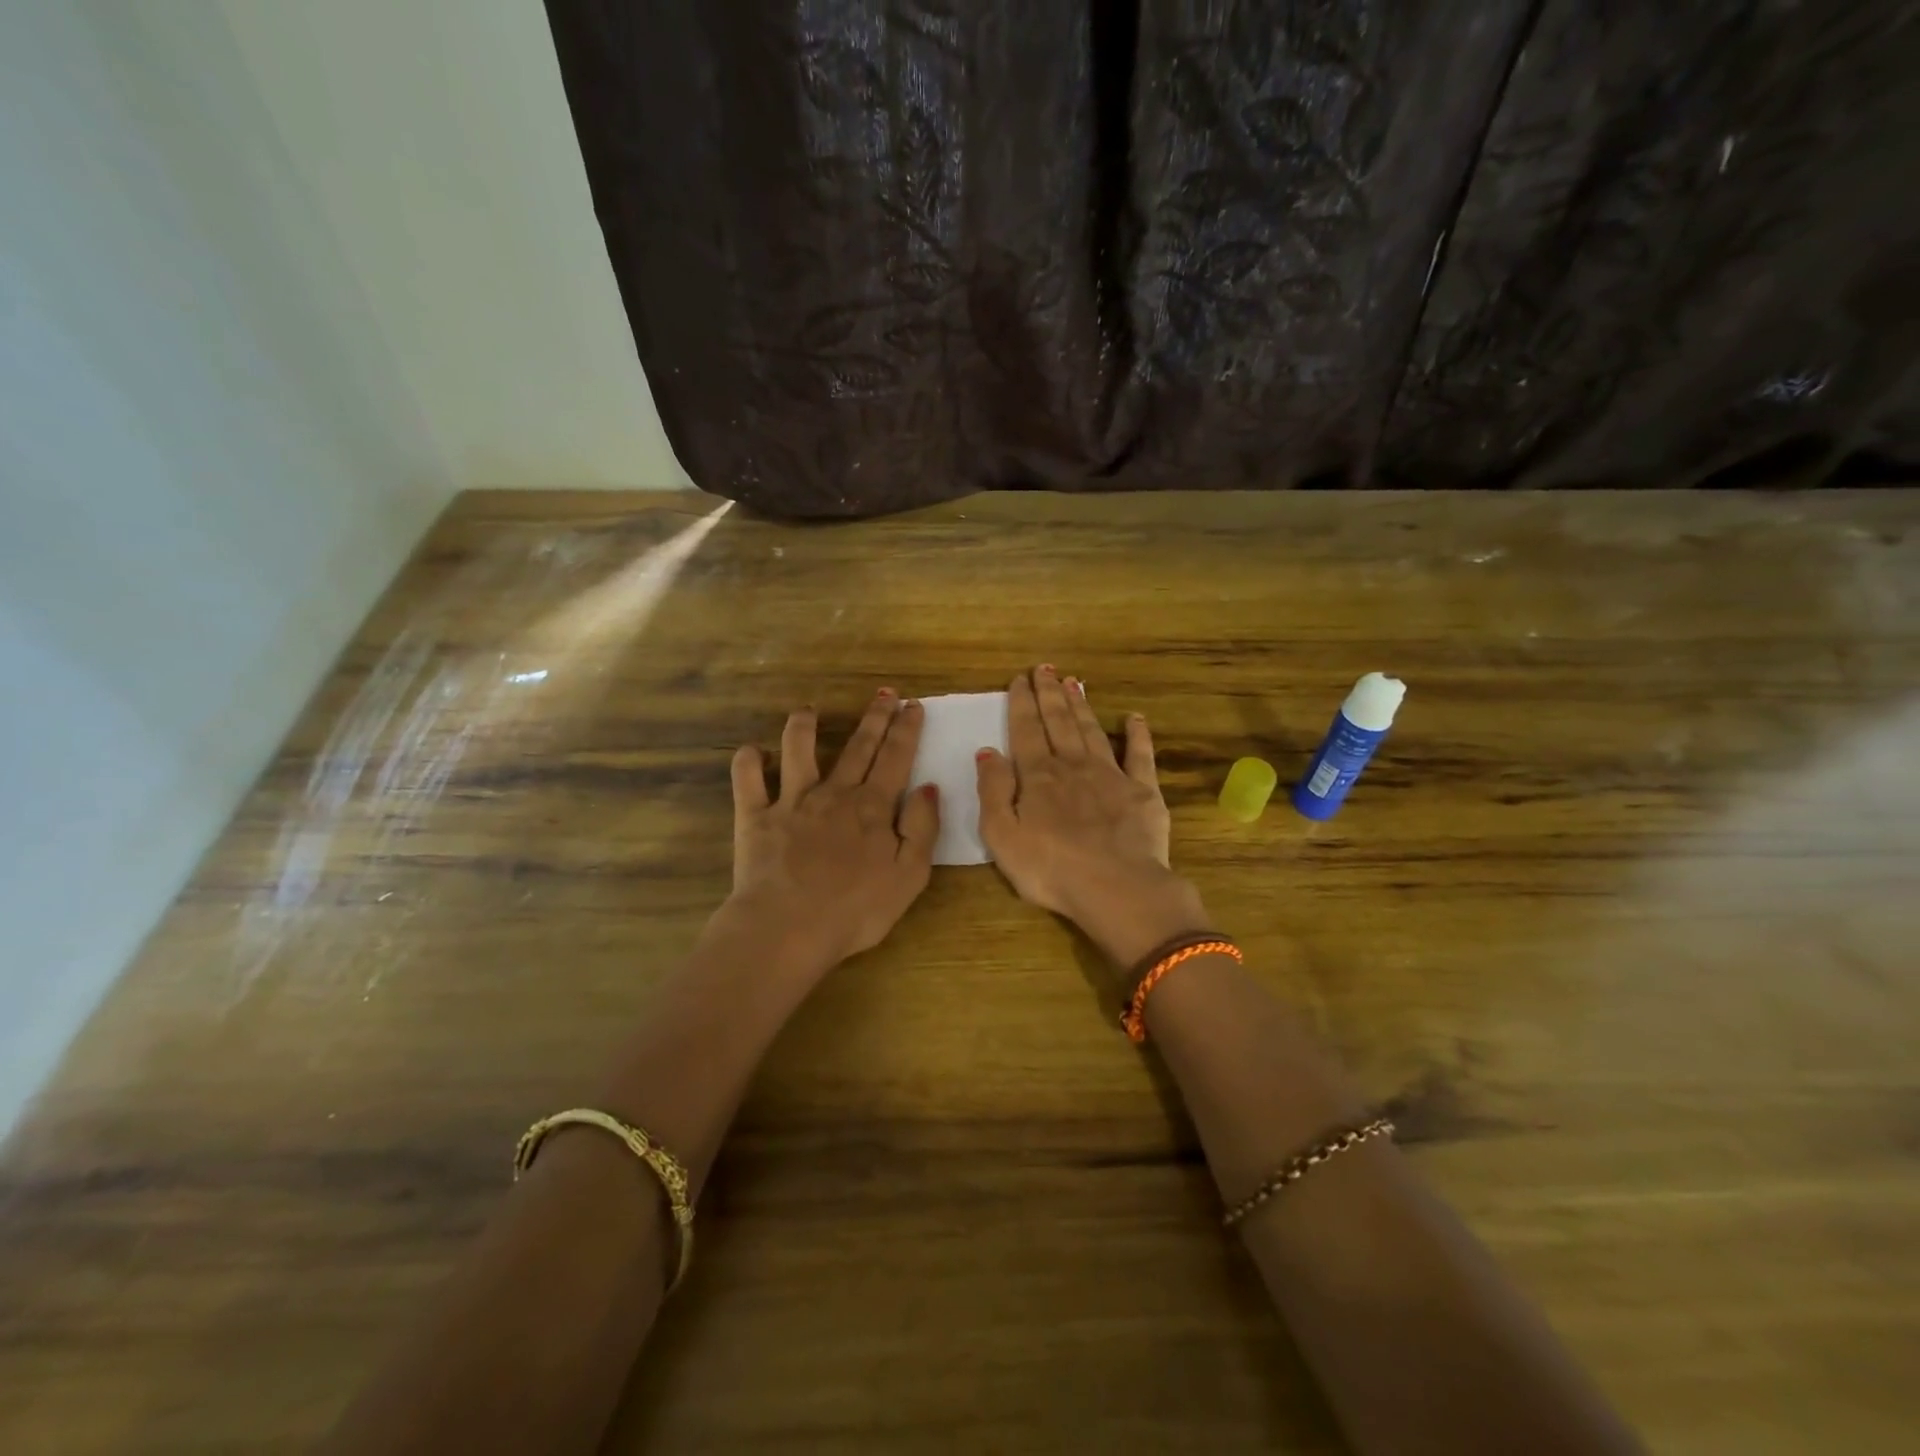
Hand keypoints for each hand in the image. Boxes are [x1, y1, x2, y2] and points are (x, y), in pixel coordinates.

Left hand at [723, 689, 939, 975]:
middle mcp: (834, 794)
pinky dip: (747, 761)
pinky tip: (751, 751)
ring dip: (803, 726)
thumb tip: (927, 788)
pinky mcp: (755, 817)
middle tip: (884, 693)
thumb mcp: (909, 875)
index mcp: (872, 808)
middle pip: (858, 747)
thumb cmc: (856, 909)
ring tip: (808, 710)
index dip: (906, 730)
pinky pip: (747, 780)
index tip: (913, 705)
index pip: (896, 758)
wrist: (788, 927)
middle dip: (874, 718)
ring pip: (797, 751)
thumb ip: (922, 828)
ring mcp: (791, 802)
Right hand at [976, 666, 1211, 966]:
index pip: (1026, 731)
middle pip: (1059, 722)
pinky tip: (1135, 718)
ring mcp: (1111, 775)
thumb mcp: (1001, 835)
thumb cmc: (1050, 868)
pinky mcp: (1143, 791)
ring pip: (1091, 730)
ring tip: (1073, 682)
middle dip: (1049, 694)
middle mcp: (1073, 766)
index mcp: (1038, 776)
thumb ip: (992, 790)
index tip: (1019, 679)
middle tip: (1044, 668)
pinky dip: (1137, 734)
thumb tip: (987, 752)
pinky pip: (1140, 755)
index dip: (1021, 704)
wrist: (1116, 888)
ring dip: (1081, 705)